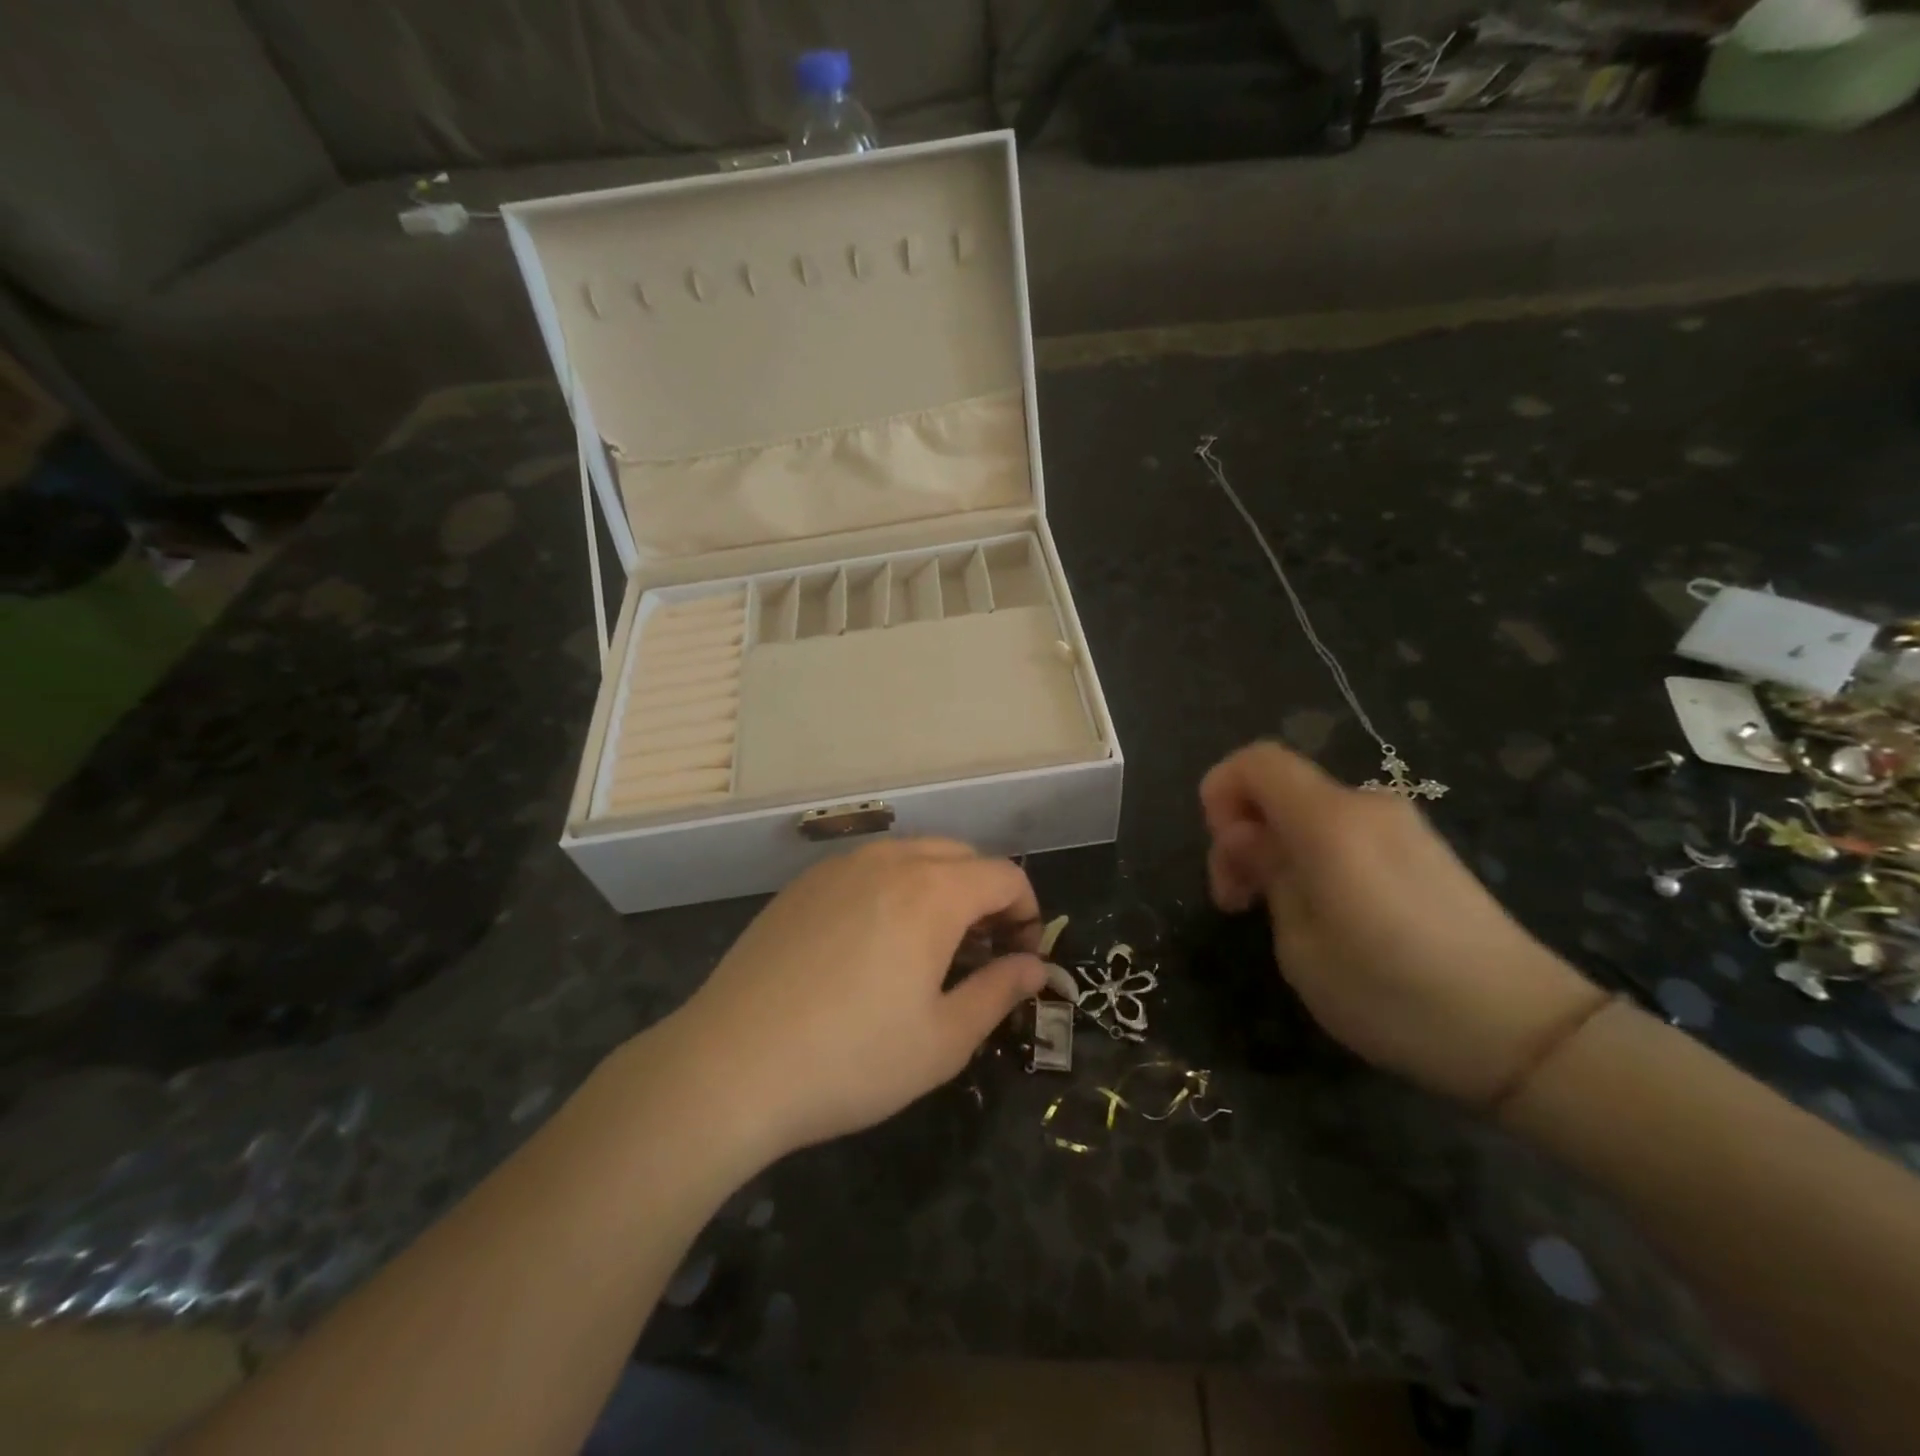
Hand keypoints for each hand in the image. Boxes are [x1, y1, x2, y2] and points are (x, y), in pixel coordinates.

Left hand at [668, 839, 1046, 1158]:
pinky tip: (873, 943)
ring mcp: (838, 867)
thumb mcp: (943, 1040)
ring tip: (930, 947)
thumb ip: (999, 993)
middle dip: (986, 896)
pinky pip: (867, 869)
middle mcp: (888, 861)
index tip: (1021, 958)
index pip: (1004, 875)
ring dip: (940, 888)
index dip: (1027, 912)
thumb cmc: (850, 1060)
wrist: (729, 1066)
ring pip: (912, 856)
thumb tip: (1036, 968)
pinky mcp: (801, 884)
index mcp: (932, 891)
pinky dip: (894, 889)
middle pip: (961, 856)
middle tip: (981, 953)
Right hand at [1201, 741, 1602, 1105]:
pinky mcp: (1425, 852)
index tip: (1224, 852)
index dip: (1221, 791)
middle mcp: (1367, 807)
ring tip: (1282, 917)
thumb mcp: (1300, 945)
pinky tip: (1328, 915)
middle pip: (1281, 789)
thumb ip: (1267, 875)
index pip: (1256, 761)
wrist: (1527, 1034)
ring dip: (1279, 851)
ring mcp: (1402, 827)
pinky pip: (1347, 833)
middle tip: (1238, 902)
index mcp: (1330, 821)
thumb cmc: (1393, 994)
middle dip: (1244, 834)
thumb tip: (1252, 840)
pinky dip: (1316, 858)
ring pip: (1311, 814)